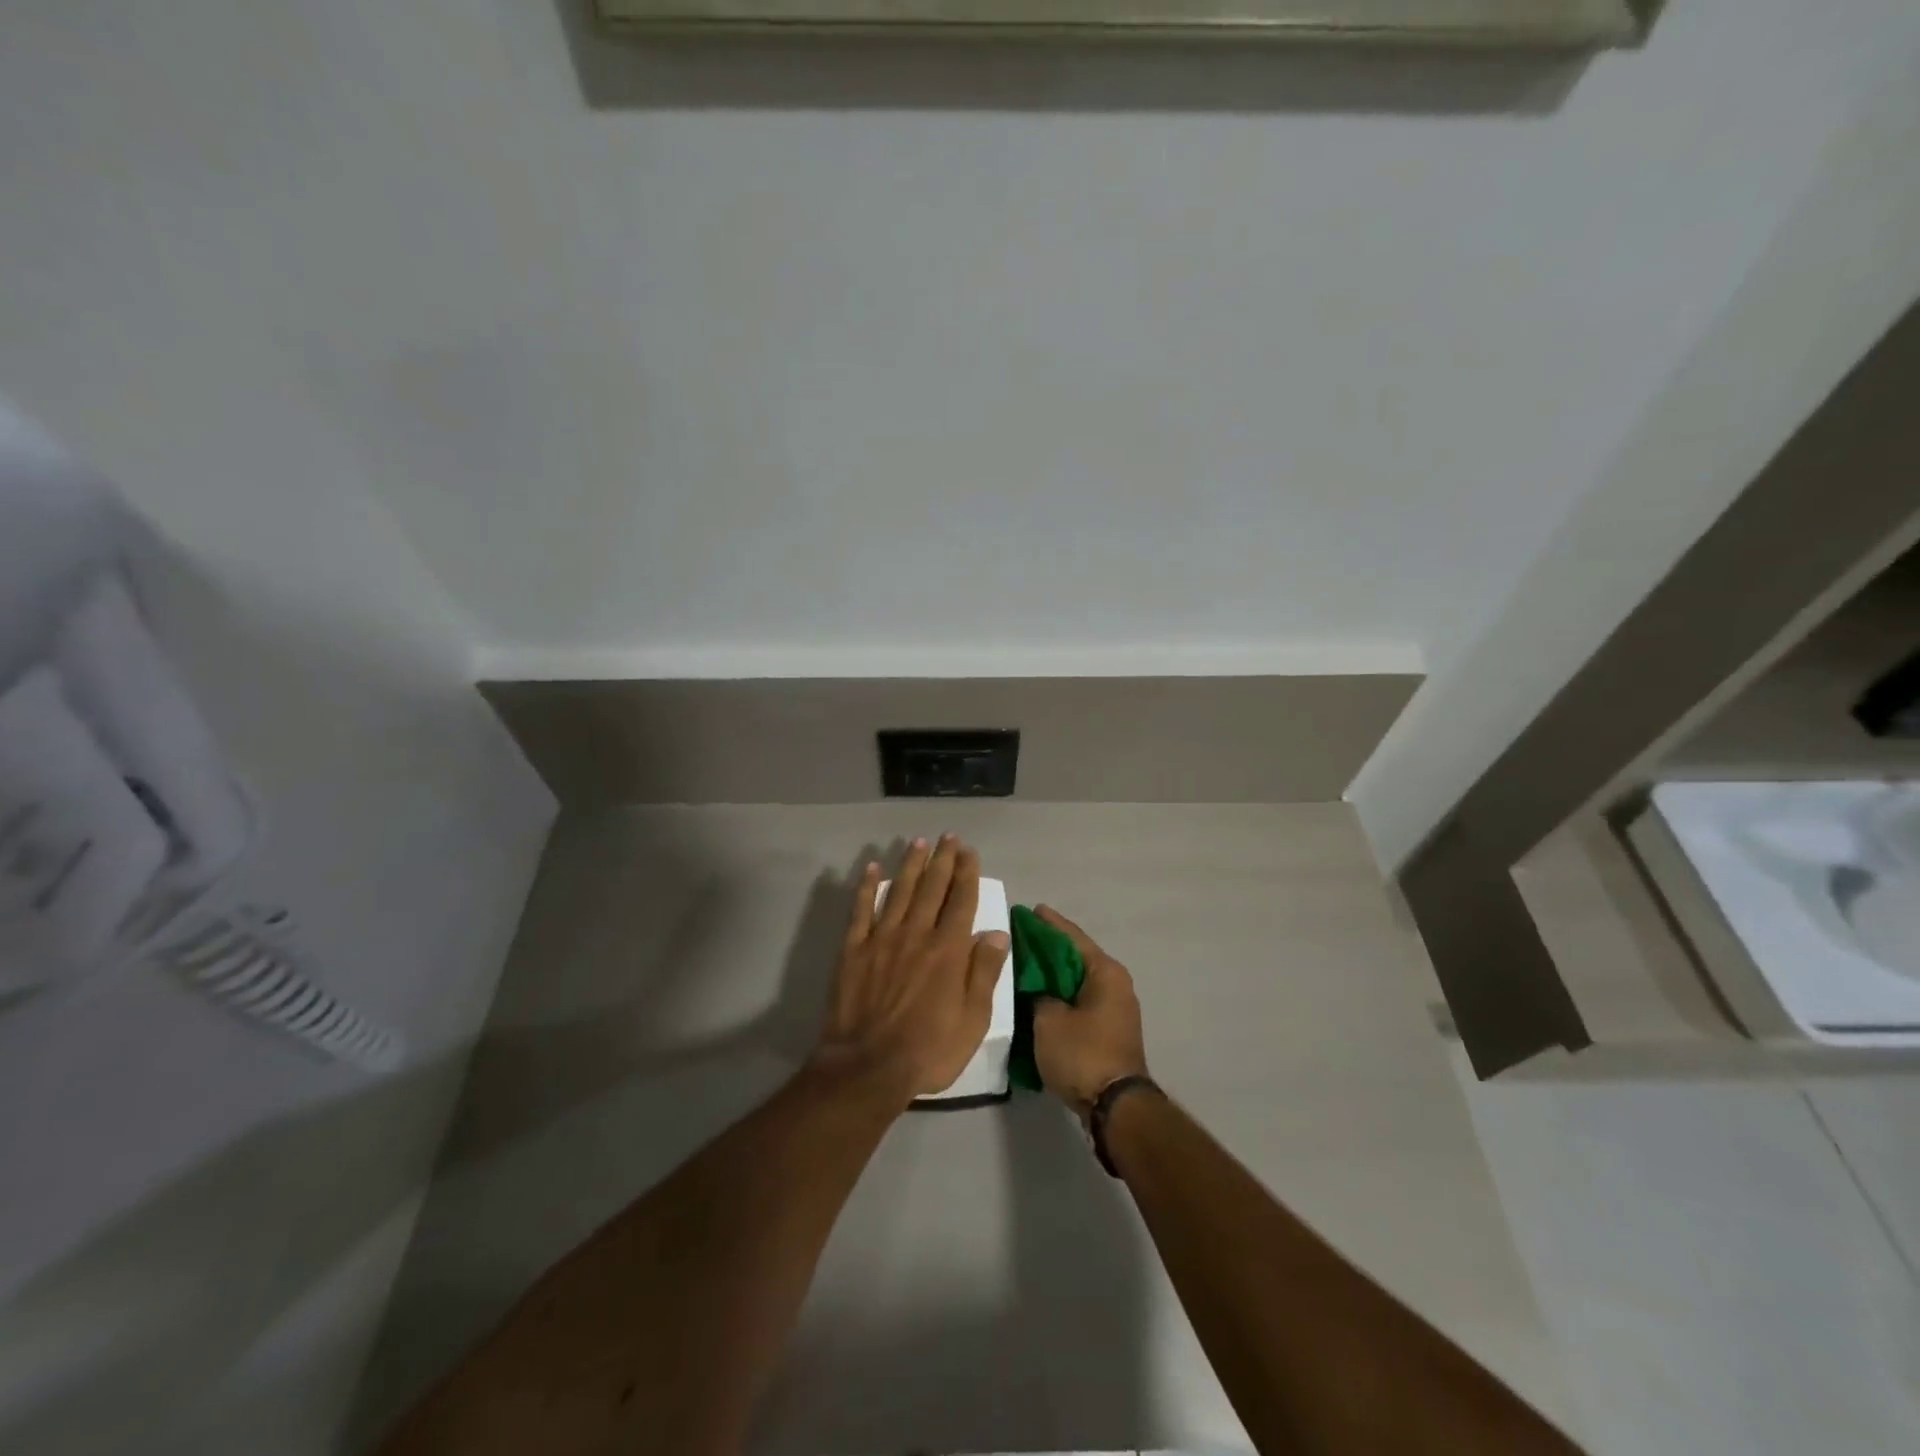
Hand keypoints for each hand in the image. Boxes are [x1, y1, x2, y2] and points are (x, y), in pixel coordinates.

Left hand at [811, 835, 1009, 1108]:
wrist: (867, 1067)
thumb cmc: (928, 1050)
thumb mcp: (973, 1020)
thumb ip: (984, 973)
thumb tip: (996, 933)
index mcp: (948, 950)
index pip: (961, 900)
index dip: (967, 873)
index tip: (969, 851)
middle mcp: (916, 934)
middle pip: (932, 888)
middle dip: (943, 859)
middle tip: (949, 836)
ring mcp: (882, 939)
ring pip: (900, 891)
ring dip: (911, 864)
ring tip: (919, 842)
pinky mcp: (853, 950)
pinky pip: (861, 910)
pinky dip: (867, 887)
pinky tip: (873, 868)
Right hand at [1030, 906, 1148, 1116]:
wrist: (1115, 1107)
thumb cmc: (1083, 1054)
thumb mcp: (1048, 1020)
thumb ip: (1038, 993)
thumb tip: (1037, 987)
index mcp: (1105, 972)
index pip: (1071, 937)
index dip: (1048, 923)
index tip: (1028, 910)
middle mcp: (1115, 983)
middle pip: (1075, 957)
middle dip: (1047, 949)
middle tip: (1018, 938)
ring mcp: (1115, 1008)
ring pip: (1077, 980)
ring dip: (1052, 974)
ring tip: (1023, 965)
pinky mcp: (1109, 1030)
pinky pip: (1079, 1000)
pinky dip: (1060, 994)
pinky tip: (1037, 995)